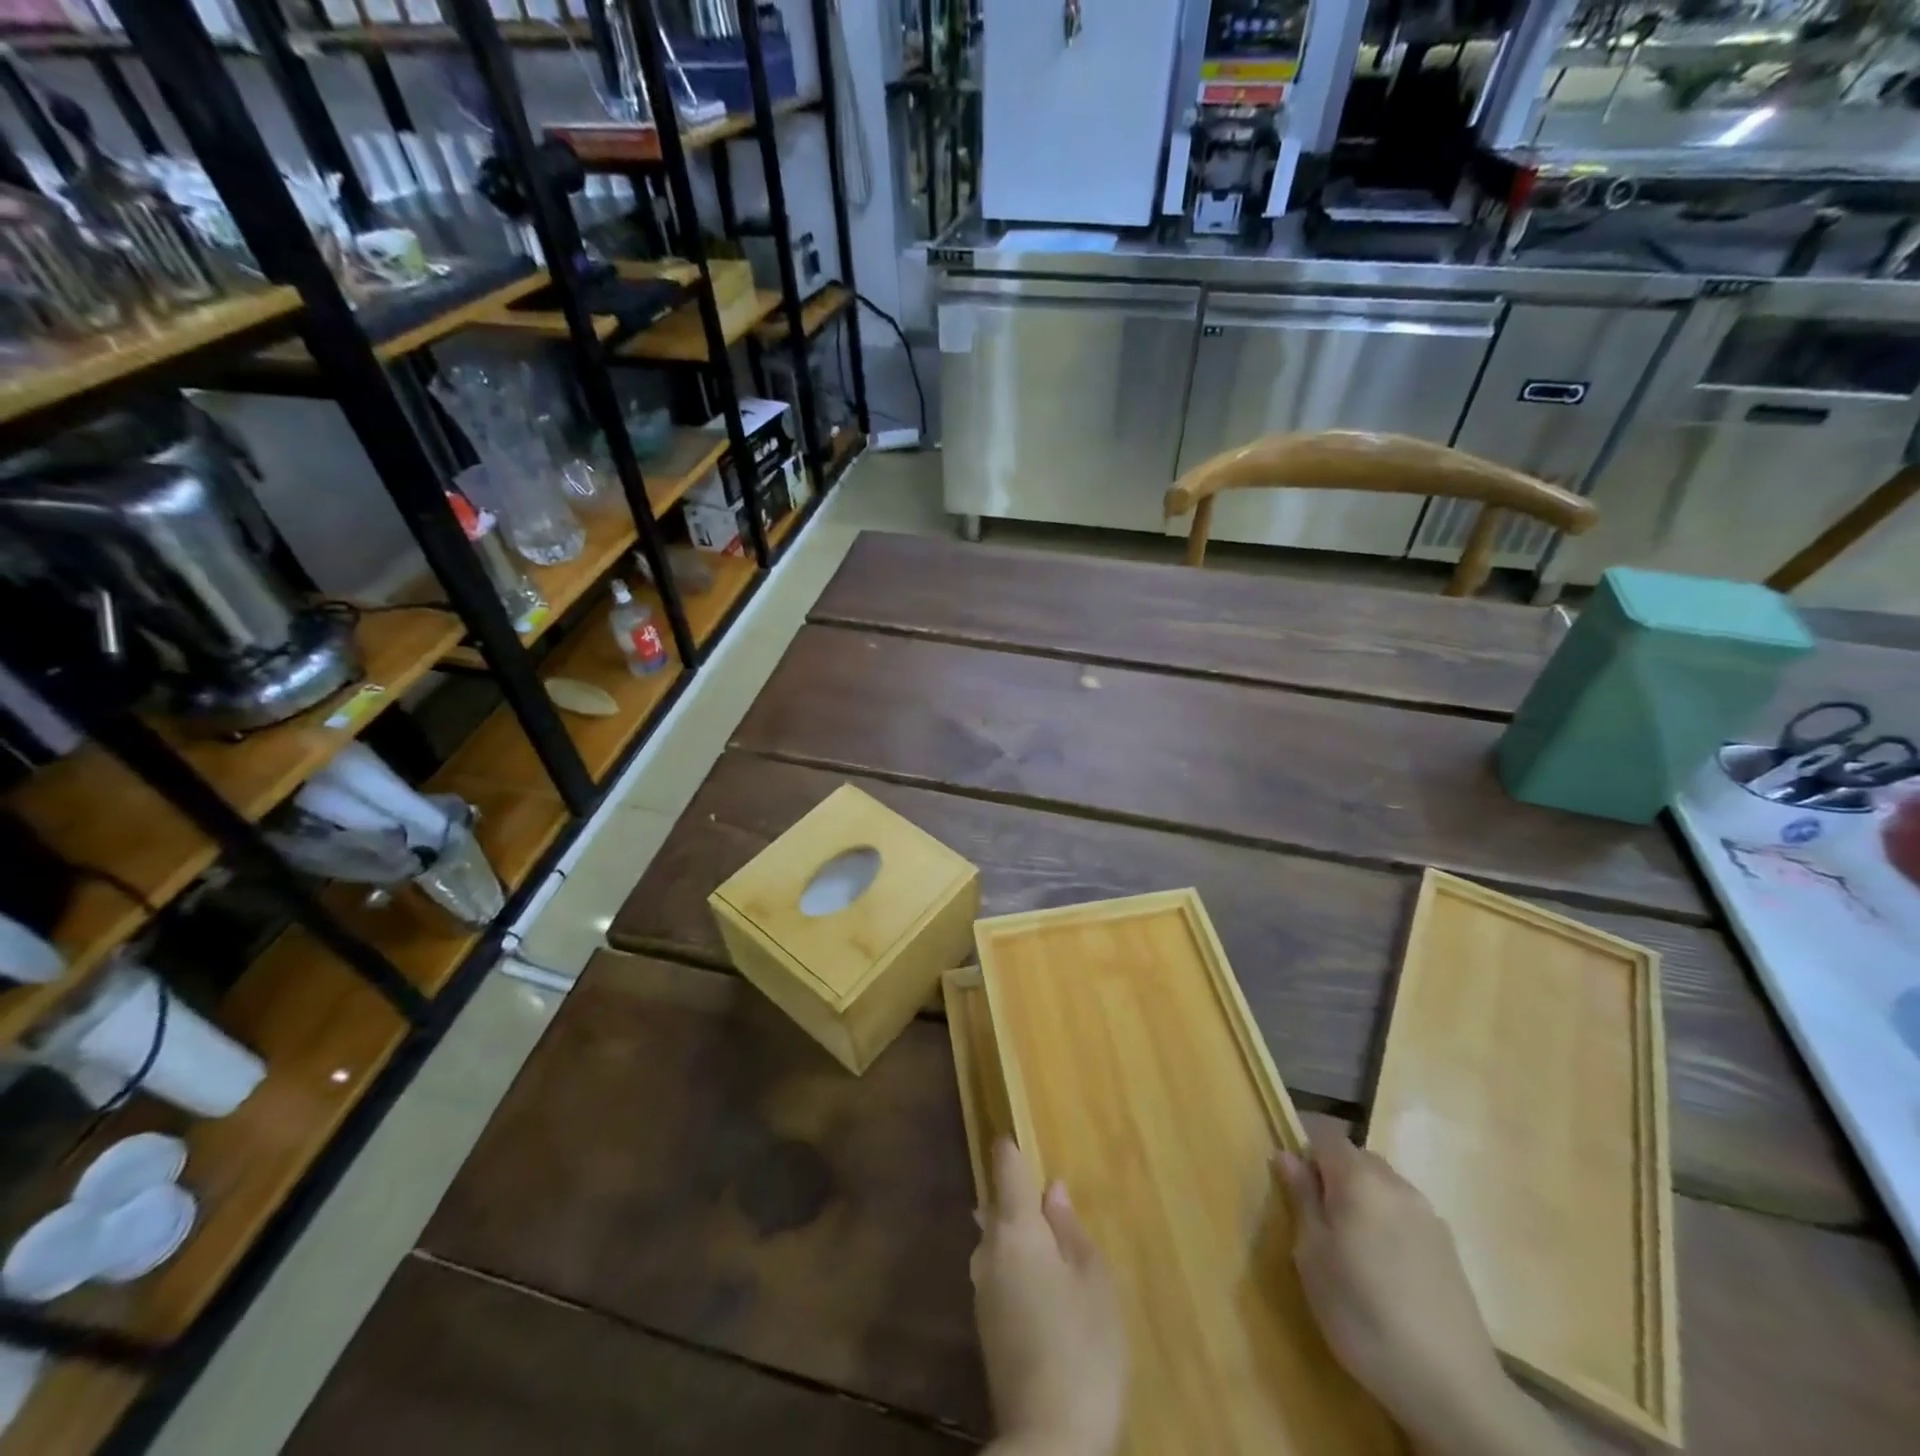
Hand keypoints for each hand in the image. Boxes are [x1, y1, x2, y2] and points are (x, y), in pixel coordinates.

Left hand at [973, 1138, 1125, 1455]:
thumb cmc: (1083, 1346)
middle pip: (995, 1207)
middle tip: (1039, 1190)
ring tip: (1044, 1237)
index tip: (1010, 1133)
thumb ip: (1070, 1229)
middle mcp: (989, 1251)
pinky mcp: (985, 1325)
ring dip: (1013, 1233)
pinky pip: (997, 1273)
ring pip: (994, 1242)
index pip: (1005, 1170)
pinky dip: (1014, 1264)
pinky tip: (1037, 1282)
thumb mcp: (1093, 1280)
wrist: (1047, 1438)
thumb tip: (1052, 1189)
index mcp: (1016, 1230)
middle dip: (1013, 1195)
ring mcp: (982, 1290)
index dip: (1009, 1149)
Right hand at [1275, 1130, 1575, 1455]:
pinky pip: (1404, 1213)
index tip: (1289, 1178)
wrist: (1453, 1388)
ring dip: (1360, 1197)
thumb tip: (1287, 1155)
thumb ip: (1301, 1198)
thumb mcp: (1313, 1256)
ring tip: (1348, 1243)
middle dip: (1331, 1173)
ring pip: (1382, 1185)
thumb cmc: (1363, 1313)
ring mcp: (1428, 1215)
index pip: (1325, 1134)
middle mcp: (1396, 1184)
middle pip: (1356, 1157)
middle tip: (1314, 1215)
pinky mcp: (1448, 1247)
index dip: (1303, 1146)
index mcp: (1360, 1178)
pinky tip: (1382, 1266)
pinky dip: (1385, 1221)